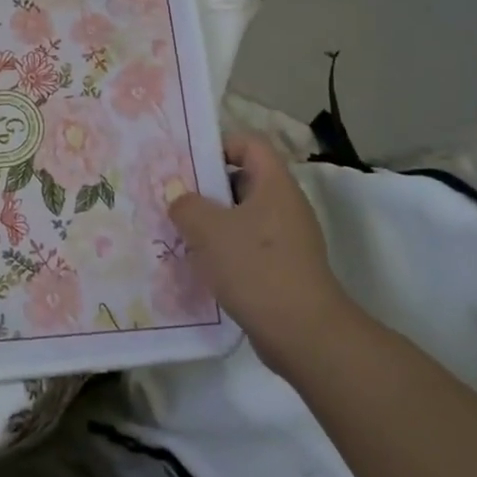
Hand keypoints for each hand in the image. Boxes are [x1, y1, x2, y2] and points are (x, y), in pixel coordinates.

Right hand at [168, 133, 347, 368]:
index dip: (220, 146)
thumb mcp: (208, 229)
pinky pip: (249, 247)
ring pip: (243, 217)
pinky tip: (201, 266)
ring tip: (180, 234)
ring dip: (213, 223)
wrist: (302, 333)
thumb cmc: (255, 267)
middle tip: (174, 199)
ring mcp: (288, 240)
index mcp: (275, 184)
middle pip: (244, 180)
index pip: (250, 144)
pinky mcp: (284, 269)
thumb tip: (179, 197)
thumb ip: (186, 205)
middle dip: (207, 188)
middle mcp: (285, 206)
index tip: (188, 164)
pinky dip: (225, 251)